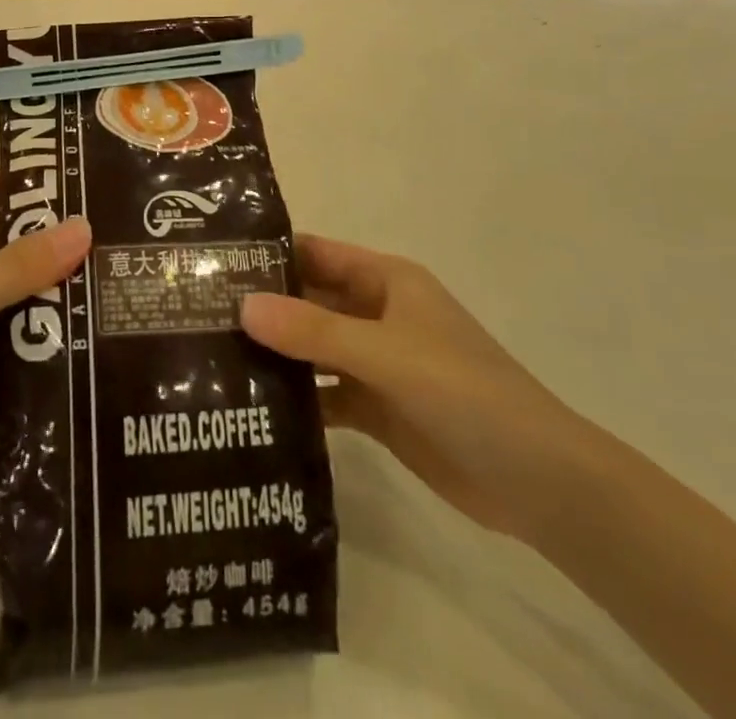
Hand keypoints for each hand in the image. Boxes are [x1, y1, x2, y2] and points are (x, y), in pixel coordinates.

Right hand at [241, 236, 592, 542]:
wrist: (539, 482)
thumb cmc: (465, 393)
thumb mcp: (386, 353)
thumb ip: (314, 330)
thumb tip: (242, 305)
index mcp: (385, 281)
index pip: (314, 254)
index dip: (269, 254)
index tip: (211, 262)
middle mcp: (376, 314)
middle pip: (309, 300)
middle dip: (262, 306)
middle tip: (196, 315)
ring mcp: (377, 363)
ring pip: (313, 348)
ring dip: (275, 353)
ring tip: (209, 360)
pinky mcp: (378, 409)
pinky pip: (327, 394)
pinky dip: (297, 399)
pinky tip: (252, 409)